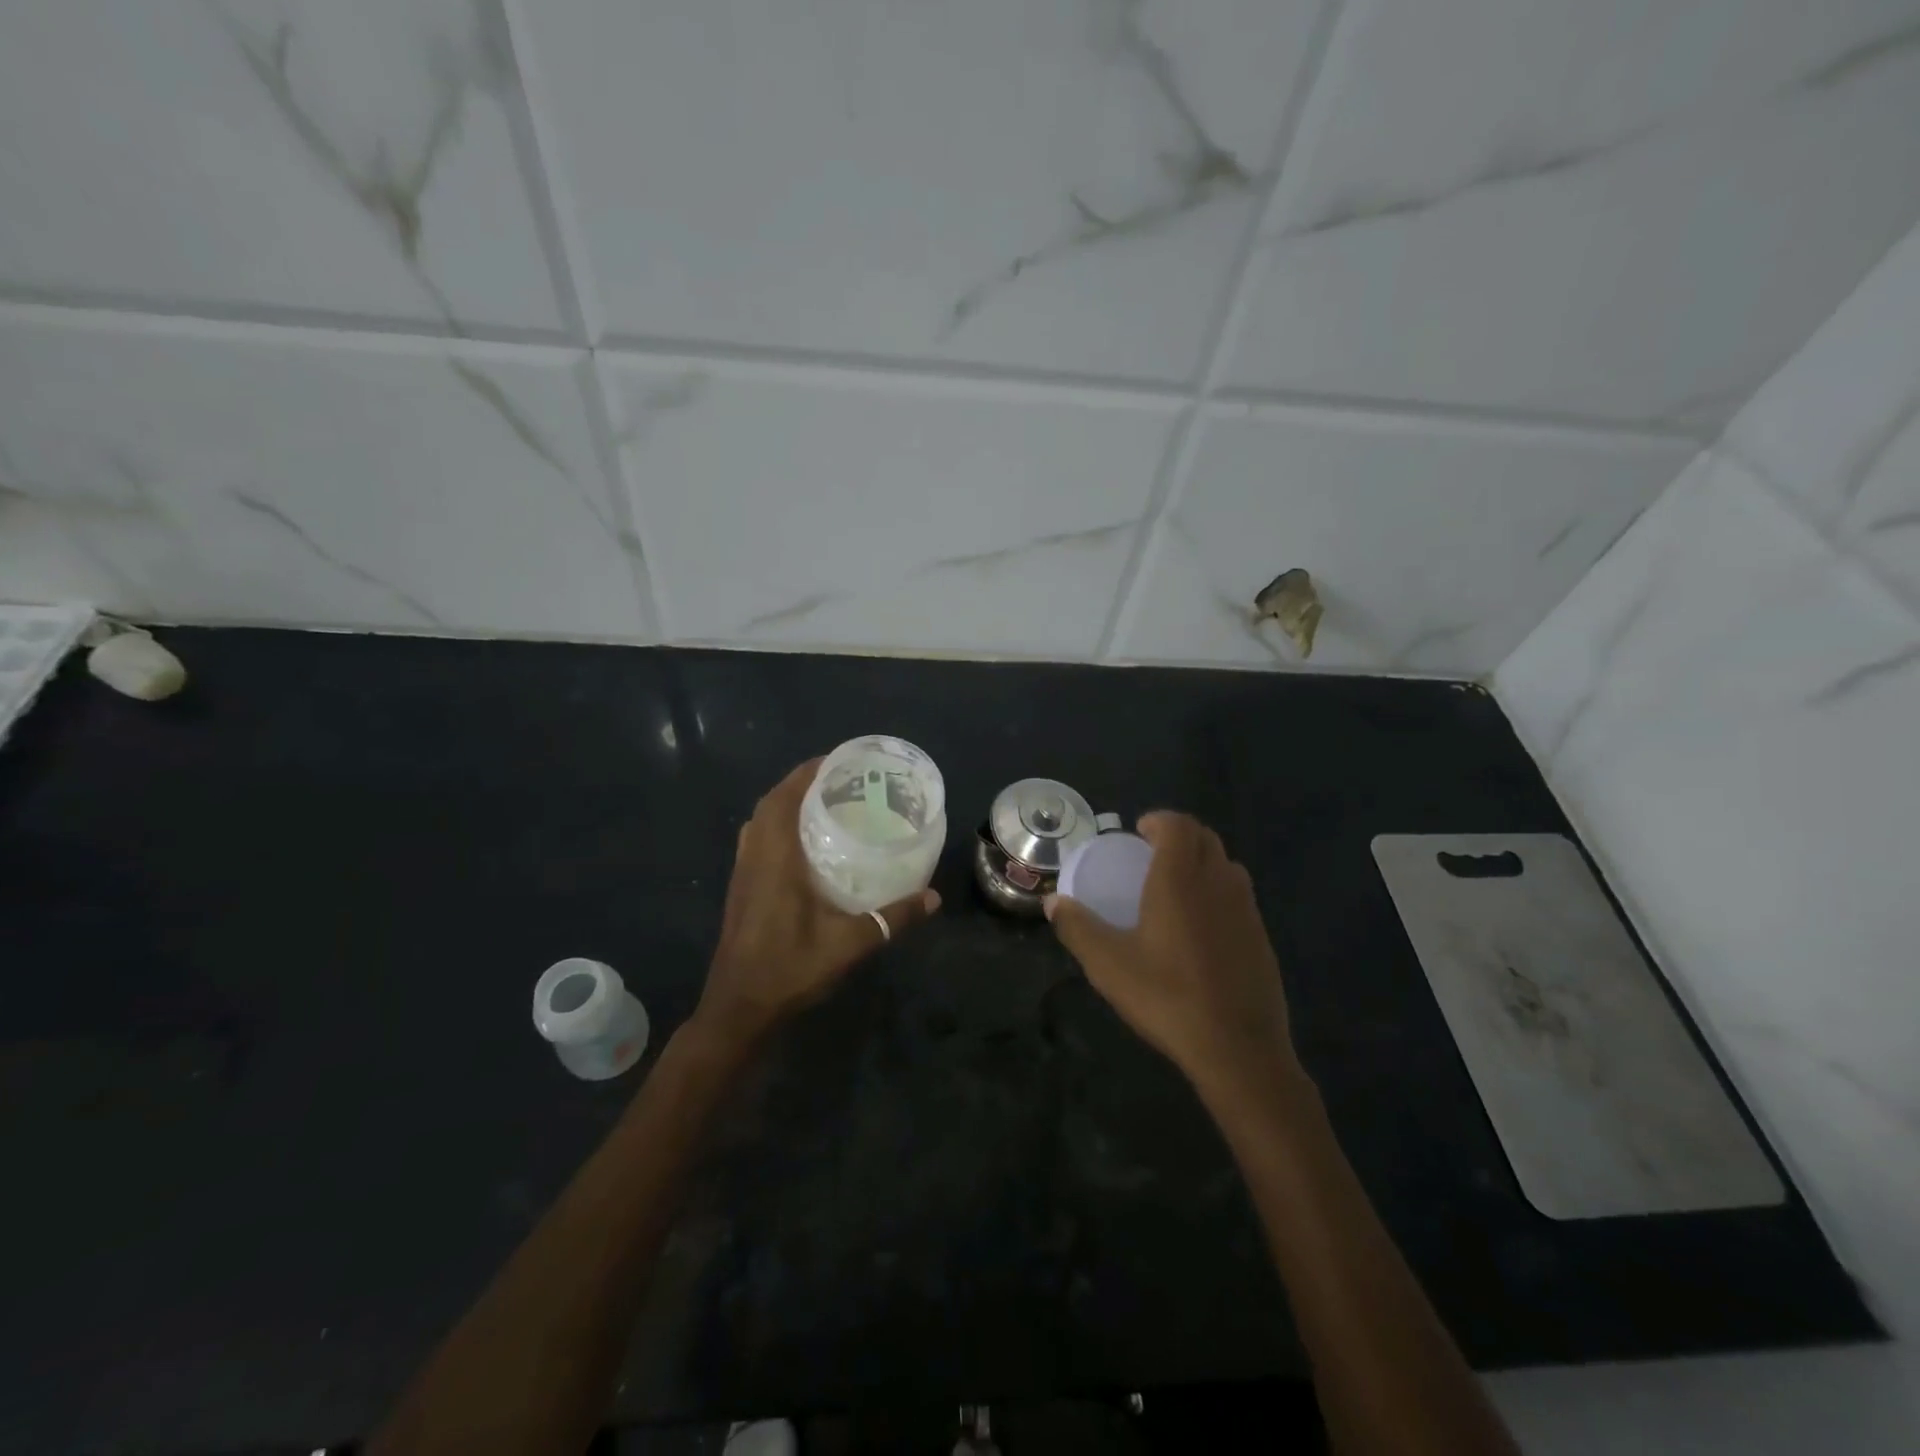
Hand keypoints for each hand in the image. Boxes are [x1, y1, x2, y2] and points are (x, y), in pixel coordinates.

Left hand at [695, 758, 939, 1049]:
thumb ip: (892, 919)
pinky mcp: (740, 889)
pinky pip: (756, 840)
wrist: (738, 1009)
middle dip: (800, 782)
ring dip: (785, 803)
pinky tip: (803, 845)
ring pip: (759, 821)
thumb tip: (932, 897)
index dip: (808, 772)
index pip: (785, 798)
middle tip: (839, 781)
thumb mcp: (848, 944)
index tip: (838, 760)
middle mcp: (754, 857)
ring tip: (823, 803)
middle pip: (770, 802)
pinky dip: (776, 826)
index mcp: (775, 858)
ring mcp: (743, 873)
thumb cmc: (789, 970)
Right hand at [1046, 811, 1299, 1105]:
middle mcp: (1218, 882)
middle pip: (1205, 837)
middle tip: (1151, 855)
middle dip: (1179, 836)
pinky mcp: (1262, 937)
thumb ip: (1077, 927)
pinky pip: (1239, 896)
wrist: (1238, 1049)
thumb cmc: (1167, 996)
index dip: (1159, 820)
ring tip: (1175, 887)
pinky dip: (1218, 891)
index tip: (1138, 833)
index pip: (1178, 824)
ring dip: (1202, 861)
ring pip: (1226, 865)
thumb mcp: (1108, 964)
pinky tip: (1200, 928)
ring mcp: (1247, 909)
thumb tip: (1052, 902)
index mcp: (1181, 878)